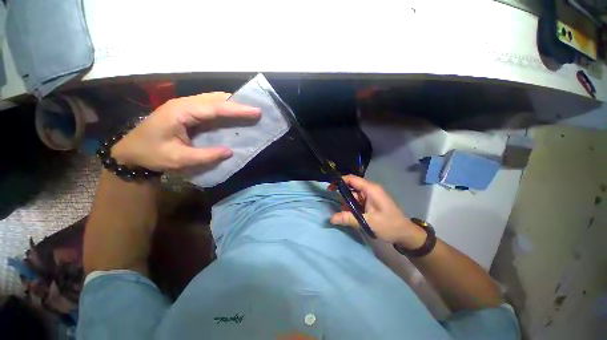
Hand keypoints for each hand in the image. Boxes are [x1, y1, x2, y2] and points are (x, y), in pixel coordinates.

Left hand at [111, 92, 260, 170]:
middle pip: (216, 98)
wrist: (130, 152)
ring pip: (214, 100)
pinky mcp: (187, 113)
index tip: (257, 111)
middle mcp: (184, 104)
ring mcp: (185, 107)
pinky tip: (233, 116)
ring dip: (232, 105)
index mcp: (181, 112)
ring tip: (248, 112)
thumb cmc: (151, 154)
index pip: (215, 107)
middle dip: (237, 103)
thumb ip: (205, 156)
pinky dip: (224, 110)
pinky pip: (210, 108)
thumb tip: (230, 151)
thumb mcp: (178, 159)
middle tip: (256, 110)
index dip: (237, 109)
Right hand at [328, 175, 424, 247]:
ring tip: (346, 215)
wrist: (405, 234)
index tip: (329, 188)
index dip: (339, 181)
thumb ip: (348, 218)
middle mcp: (370, 189)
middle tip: (339, 207)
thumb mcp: (368, 222)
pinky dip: (353, 207)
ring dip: (348, 203)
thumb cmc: (389, 226)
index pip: (352, 179)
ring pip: (353, 195)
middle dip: (343, 196)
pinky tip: (352, 215)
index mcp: (371, 189)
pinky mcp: (371, 202)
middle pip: (351, 187)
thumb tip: (331, 218)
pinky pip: (358, 200)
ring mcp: (371, 195)